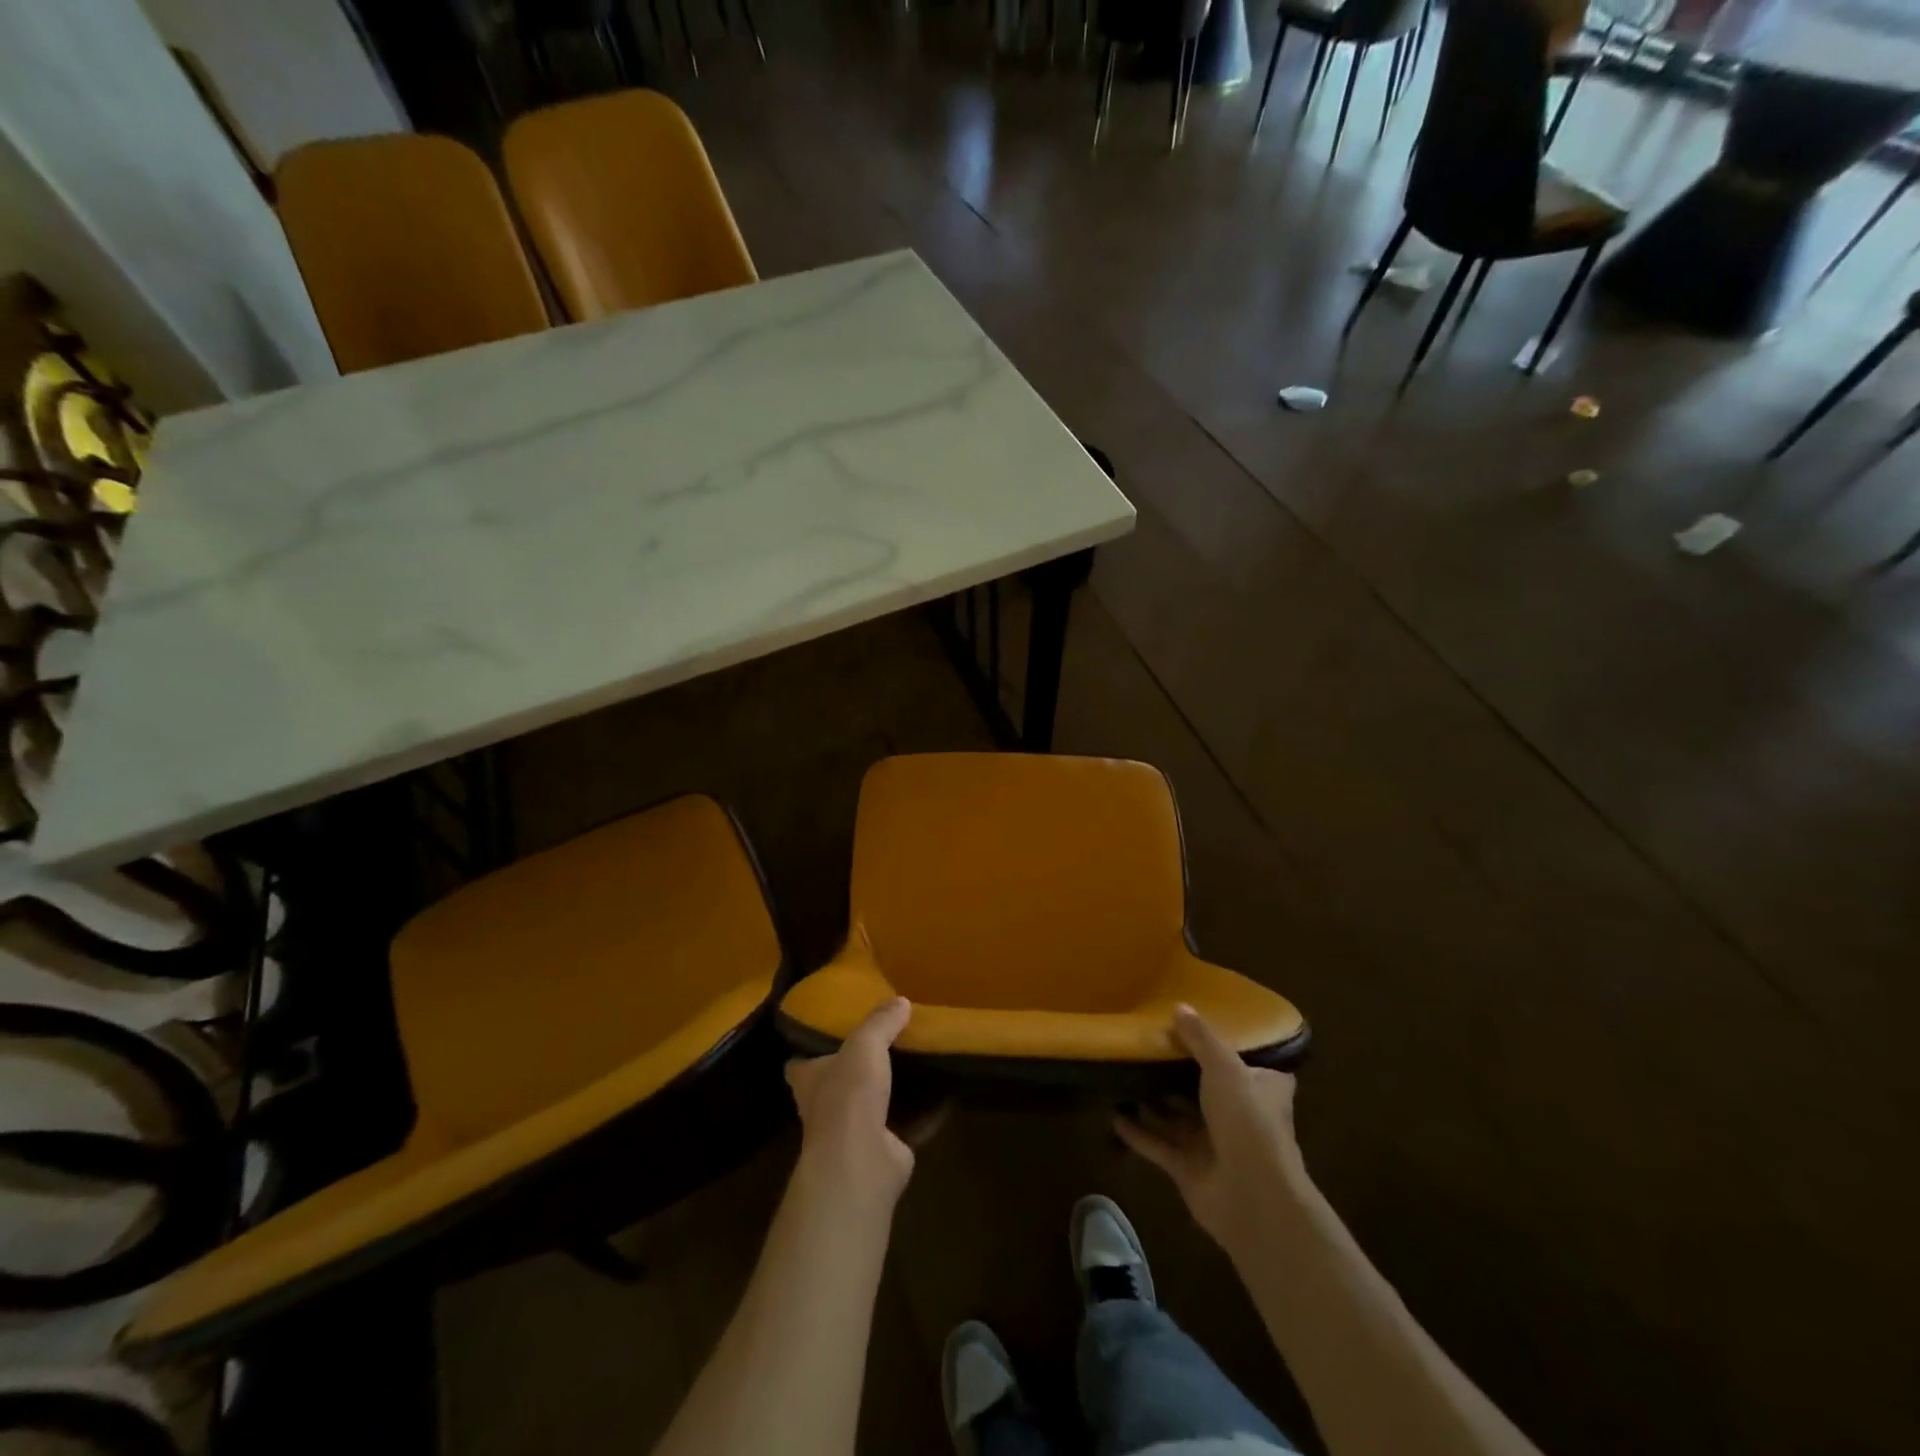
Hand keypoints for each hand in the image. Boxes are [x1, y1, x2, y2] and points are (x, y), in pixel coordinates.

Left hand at [785, 997, 914, 1209]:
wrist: (862, 1160)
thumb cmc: (849, 1094)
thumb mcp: (865, 1044)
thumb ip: (881, 1021)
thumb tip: (900, 1000)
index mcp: (810, 1079)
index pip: (800, 1063)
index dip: (810, 1049)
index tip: (828, 1032)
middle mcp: (826, 1107)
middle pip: (840, 1082)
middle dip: (859, 1067)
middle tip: (886, 1041)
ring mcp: (854, 1133)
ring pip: (875, 1104)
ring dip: (894, 1090)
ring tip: (919, 1062)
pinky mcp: (884, 1150)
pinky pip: (909, 1125)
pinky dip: (926, 1113)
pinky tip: (946, 1094)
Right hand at [1116, 1005, 1305, 1252]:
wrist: (1252, 1196)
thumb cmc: (1248, 1121)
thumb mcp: (1225, 1067)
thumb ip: (1200, 1038)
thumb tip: (1179, 1006)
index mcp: (1261, 1089)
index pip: (1251, 1064)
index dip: (1230, 1048)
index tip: (1201, 1029)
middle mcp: (1240, 1115)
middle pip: (1207, 1088)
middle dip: (1179, 1072)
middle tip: (1148, 1045)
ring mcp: (1213, 1144)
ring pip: (1178, 1116)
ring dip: (1154, 1100)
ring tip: (1123, 1072)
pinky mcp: (1189, 1168)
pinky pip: (1158, 1144)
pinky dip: (1137, 1131)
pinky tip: (1112, 1114)